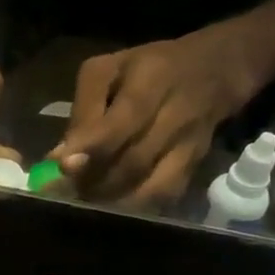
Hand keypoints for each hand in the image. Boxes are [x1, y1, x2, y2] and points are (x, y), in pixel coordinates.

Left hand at [50, 24, 264, 206]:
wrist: (216, 68)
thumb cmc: (148, 68)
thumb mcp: (109, 71)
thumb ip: (83, 112)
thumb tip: (58, 159)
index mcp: (151, 79)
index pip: (122, 120)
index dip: (92, 148)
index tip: (62, 167)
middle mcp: (177, 112)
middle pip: (135, 161)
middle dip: (96, 181)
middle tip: (69, 189)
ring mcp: (191, 143)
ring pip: (152, 186)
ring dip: (114, 200)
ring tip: (89, 198)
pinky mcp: (197, 165)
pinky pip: (166, 195)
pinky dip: (137, 206)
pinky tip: (115, 205)